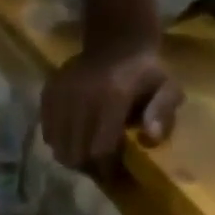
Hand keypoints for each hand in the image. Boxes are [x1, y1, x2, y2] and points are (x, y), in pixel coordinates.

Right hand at [42, 41, 184, 168]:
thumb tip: (150, 138)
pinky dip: (60, 142)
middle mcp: (82, 98)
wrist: (117, 40)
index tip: (114, 174)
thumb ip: (163, 112)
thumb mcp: (167, 88)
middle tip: (99, 164)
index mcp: (113, 97)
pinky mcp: (48, 95)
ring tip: (86, 152)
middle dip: (88, 166)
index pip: (100, 149)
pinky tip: (74, 136)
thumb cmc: (145, 73)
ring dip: (72, 156)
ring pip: (58, 147)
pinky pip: (48, 134)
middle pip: (75, 153)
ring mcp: (61, 96)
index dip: (106, 168)